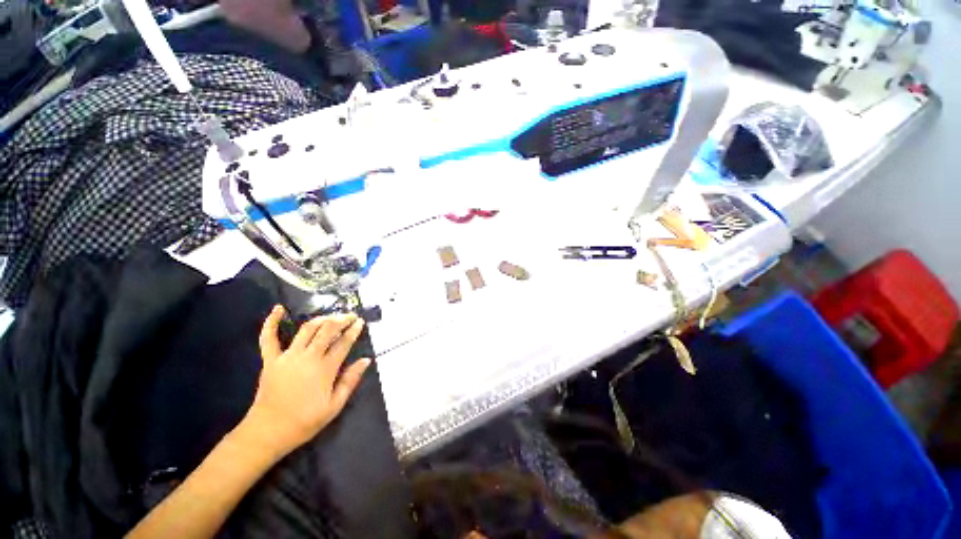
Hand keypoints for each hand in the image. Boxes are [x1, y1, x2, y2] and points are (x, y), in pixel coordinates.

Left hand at [235, 306, 370, 459]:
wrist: (268, 432)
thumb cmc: (304, 421)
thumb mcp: (334, 406)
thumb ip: (350, 381)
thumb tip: (366, 360)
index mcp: (325, 369)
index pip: (343, 343)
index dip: (354, 331)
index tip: (361, 322)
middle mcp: (308, 357)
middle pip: (327, 331)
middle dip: (341, 320)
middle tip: (350, 316)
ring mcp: (287, 357)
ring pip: (306, 329)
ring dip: (321, 319)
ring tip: (331, 316)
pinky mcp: (270, 360)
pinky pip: (268, 338)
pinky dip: (272, 322)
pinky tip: (278, 309)